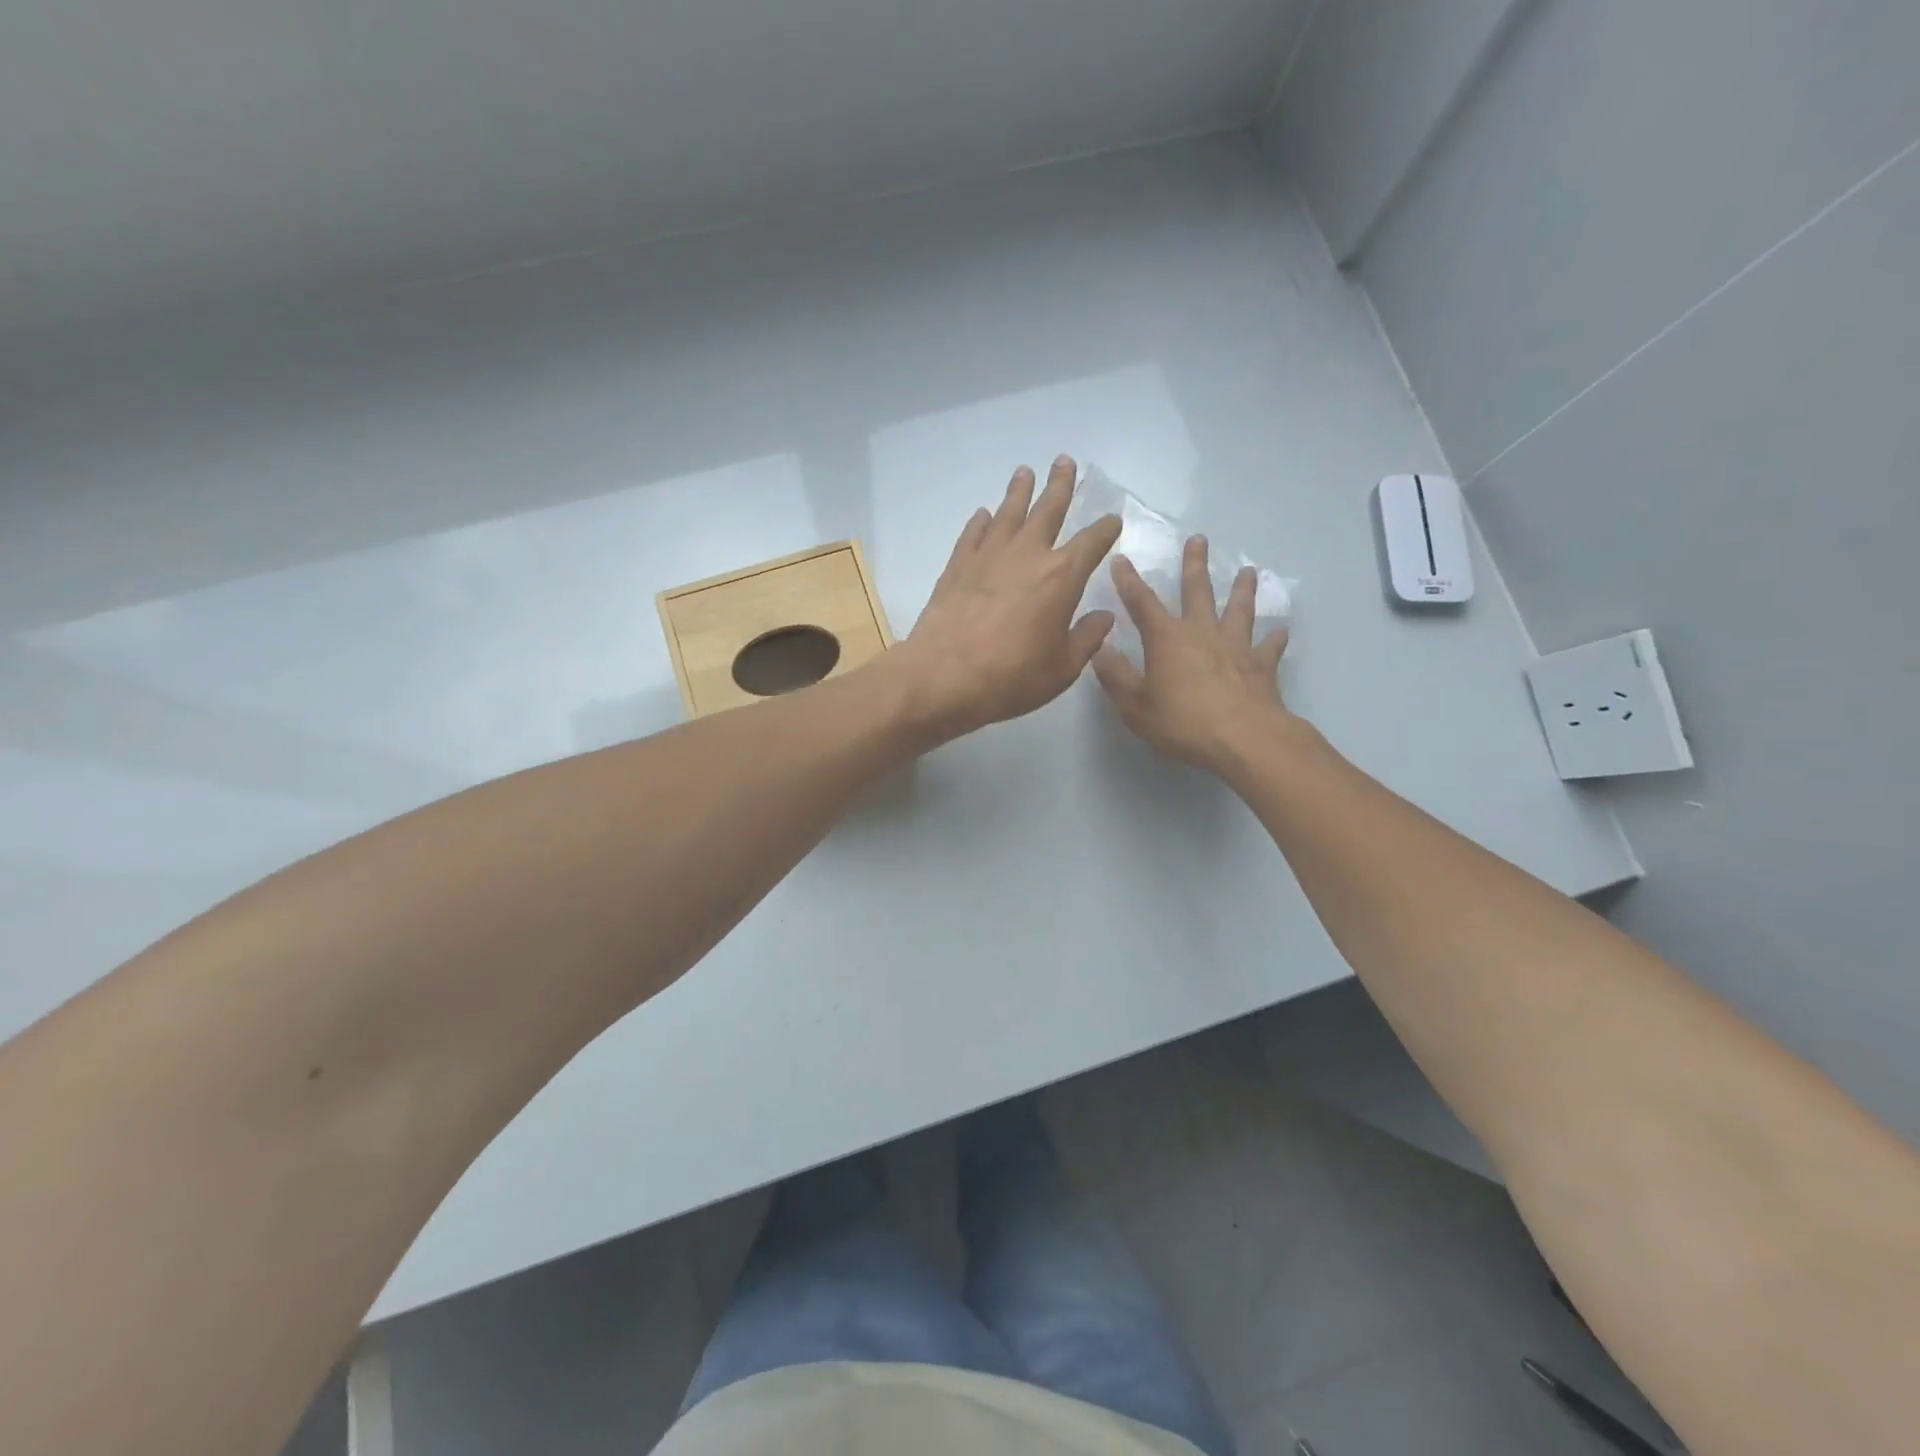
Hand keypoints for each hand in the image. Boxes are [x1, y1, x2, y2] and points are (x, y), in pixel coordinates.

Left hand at [891, 455, 1122, 741]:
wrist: (944, 675)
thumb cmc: (1011, 677)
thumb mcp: (1061, 669)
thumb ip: (1086, 639)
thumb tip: (1104, 617)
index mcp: (1062, 577)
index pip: (1092, 543)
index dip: (1105, 529)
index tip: (1113, 519)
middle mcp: (1027, 555)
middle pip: (1048, 510)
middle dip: (1061, 485)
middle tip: (1065, 461)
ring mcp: (989, 556)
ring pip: (1008, 513)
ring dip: (1019, 491)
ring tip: (1025, 472)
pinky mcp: (958, 566)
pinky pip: (973, 534)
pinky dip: (981, 522)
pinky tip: (984, 514)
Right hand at [1092, 534, 1293, 770]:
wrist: (1244, 739)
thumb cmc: (1182, 722)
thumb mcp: (1135, 705)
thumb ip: (1116, 676)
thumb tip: (1099, 648)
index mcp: (1167, 639)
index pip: (1142, 603)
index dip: (1129, 581)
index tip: (1122, 559)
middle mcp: (1202, 633)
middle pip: (1197, 592)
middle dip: (1194, 565)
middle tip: (1199, 539)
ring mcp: (1236, 647)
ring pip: (1239, 610)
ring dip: (1242, 590)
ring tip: (1248, 571)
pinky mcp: (1261, 667)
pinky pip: (1268, 647)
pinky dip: (1273, 638)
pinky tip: (1280, 630)